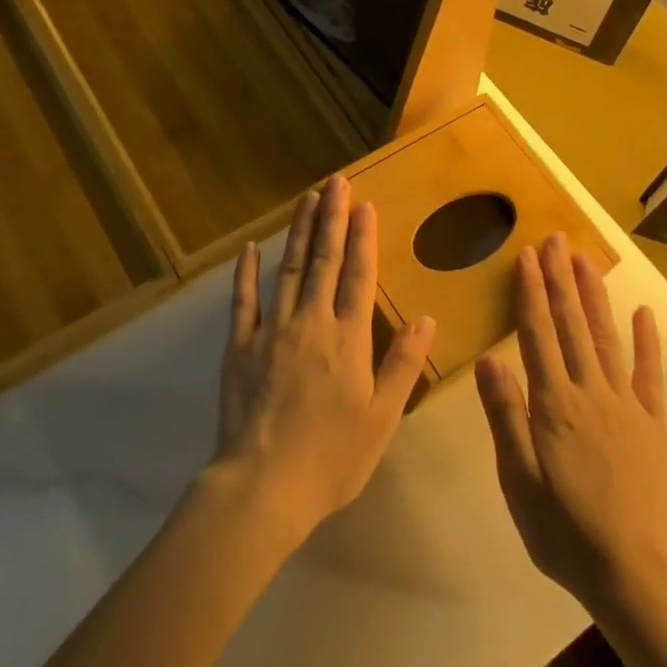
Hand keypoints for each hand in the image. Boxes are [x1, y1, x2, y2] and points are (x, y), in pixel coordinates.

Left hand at [212, 176, 436, 542]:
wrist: (264, 485)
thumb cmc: (332, 458)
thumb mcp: (381, 418)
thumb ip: (402, 365)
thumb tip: (427, 320)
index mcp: (348, 340)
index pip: (358, 275)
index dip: (363, 237)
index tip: (365, 204)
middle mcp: (310, 323)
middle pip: (323, 261)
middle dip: (331, 218)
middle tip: (335, 181)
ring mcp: (271, 331)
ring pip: (288, 270)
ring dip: (298, 232)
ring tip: (307, 199)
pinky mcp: (239, 346)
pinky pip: (244, 301)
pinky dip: (246, 273)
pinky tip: (250, 249)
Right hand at [476, 233, 666, 610]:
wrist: (632, 572)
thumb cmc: (562, 530)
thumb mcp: (518, 479)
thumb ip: (505, 416)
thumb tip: (489, 359)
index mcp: (553, 405)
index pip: (538, 335)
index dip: (530, 293)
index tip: (526, 256)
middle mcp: (590, 393)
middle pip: (572, 326)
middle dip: (561, 280)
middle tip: (556, 239)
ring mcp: (626, 406)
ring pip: (606, 339)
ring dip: (594, 297)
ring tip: (585, 260)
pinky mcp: (653, 425)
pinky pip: (649, 375)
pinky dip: (646, 341)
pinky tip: (642, 312)